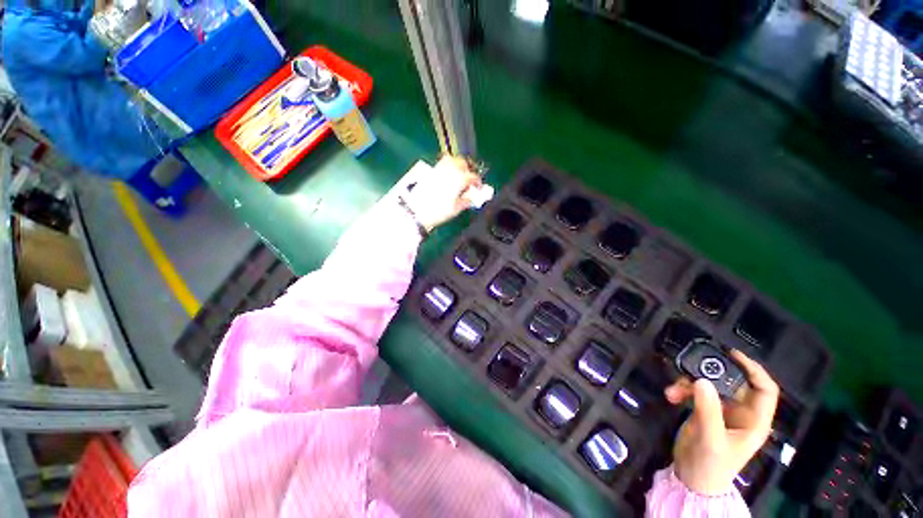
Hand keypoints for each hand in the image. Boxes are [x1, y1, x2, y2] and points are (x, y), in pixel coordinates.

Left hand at [403, 156, 482, 231]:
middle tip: (469, 181)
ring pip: (452, 160)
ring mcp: (439, 169)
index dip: (478, 183)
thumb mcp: (456, 209)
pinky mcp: (430, 172)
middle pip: (462, 163)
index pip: (473, 177)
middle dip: (468, 170)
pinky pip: (442, 164)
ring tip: (458, 177)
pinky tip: (447, 177)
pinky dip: (448, 167)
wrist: (417, 210)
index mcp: (459, 179)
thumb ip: (467, 201)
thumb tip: (472, 198)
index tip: (478, 188)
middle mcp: (450, 170)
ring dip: (457, 166)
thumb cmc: (438, 211)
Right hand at [664, 349, 778, 495]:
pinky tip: (670, 395)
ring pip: (709, 385)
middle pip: (732, 382)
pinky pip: (694, 391)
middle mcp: (740, 413)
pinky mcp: (703, 410)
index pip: (764, 390)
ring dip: (689, 383)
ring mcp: (721, 411)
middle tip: (692, 366)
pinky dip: (681, 390)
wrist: (691, 479)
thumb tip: (701, 380)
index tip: (733, 354)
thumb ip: (708, 410)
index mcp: (754, 421)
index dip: (754, 370)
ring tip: (674, 389)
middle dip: (711, 374)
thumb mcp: (711, 439)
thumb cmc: (711, 465)